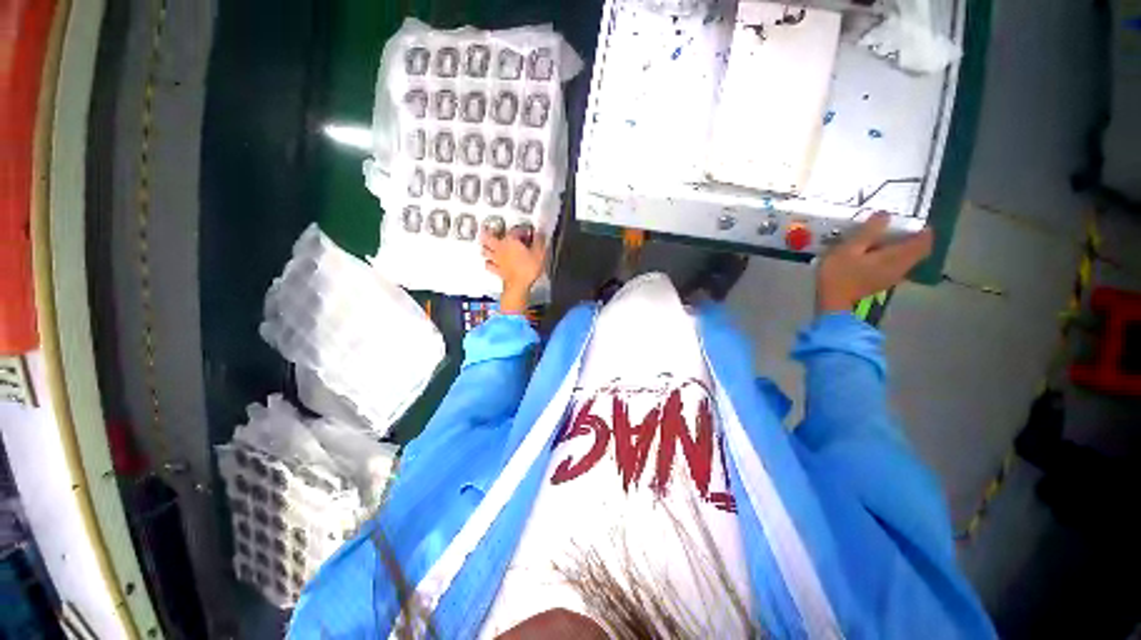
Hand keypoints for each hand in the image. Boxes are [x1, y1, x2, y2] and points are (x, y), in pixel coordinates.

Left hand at [482, 229, 546, 314]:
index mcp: (511, 241)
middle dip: (487, 233)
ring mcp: (497, 260)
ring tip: (484, 244)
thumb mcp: (539, 253)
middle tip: (486, 229)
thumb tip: (540, 234)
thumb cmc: (528, 269)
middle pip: (489, 237)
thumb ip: (539, 241)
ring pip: (485, 250)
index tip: (526, 232)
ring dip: (485, 247)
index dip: (521, 230)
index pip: (514, 230)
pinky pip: (488, 265)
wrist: (520, 285)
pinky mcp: (497, 270)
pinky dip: (488, 263)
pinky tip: (489, 262)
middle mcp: (501, 248)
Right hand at [817, 213, 932, 313]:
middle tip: (891, 228)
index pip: (924, 241)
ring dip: (898, 248)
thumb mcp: (849, 249)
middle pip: (916, 250)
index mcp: (897, 256)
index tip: (909, 221)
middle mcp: (901, 267)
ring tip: (877, 241)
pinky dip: (888, 258)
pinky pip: (893, 266)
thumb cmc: (839, 275)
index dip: (922, 229)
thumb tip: (885, 214)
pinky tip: (869, 256)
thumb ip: (869, 231)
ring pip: (905, 258)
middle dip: (908, 237)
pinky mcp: (880, 284)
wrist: (832, 303)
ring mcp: (892, 278)